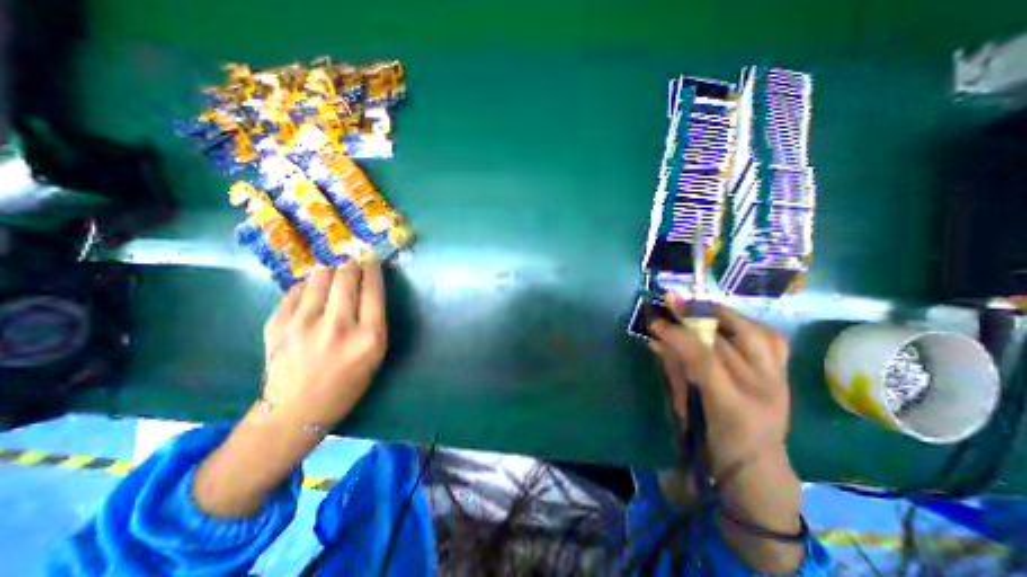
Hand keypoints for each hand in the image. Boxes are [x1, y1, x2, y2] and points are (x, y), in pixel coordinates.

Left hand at [262, 258, 388, 425]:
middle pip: (346, 279)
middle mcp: (338, 326)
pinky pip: (296, 291)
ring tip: (332, 272)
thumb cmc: (347, 382)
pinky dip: (307, 286)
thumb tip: (363, 288)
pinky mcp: (277, 324)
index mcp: (368, 336)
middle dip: (352, 265)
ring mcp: (304, 324)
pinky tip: (311, 292)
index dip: (373, 270)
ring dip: (329, 271)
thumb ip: (373, 320)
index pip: (373, 290)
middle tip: (353, 263)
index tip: (372, 260)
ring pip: (319, 278)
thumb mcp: (375, 354)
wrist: (297, 410)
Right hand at [648, 300, 802, 575]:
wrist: (757, 465)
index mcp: (733, 405)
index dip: (678, 335)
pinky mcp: (785, 374)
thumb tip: (656, 338)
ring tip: (699, 305)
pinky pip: (772, 338)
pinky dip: (747, 323)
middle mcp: (763, 388)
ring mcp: (779, 379)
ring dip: (724, 313)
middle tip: (673, 301)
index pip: (704, 357)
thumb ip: (673, 369)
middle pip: (731, 337)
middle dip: (698, 313)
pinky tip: (727, 320)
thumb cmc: (711, 442)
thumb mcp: (684, 408)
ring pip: (757, 331)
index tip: (656, 321)